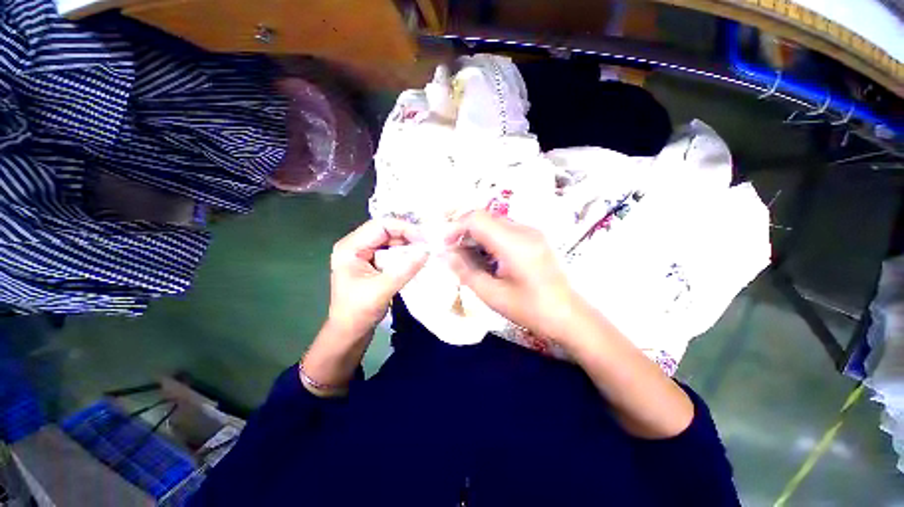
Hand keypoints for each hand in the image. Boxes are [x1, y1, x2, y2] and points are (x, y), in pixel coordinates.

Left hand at [327, 219, 428, 338]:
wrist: (349, 333)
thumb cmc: (358, 312)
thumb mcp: (382, 290)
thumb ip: (405, 269)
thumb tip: (427, 251)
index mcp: (350, 248)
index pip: (380, 226)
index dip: (404, 229)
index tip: (424, 239)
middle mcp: (355, 246)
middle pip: (386, 231)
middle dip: (408, 237)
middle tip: (428, 245)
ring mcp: (363, 254)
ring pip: (390, 241)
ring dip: (408, 246)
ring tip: (425, 251)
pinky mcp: (371, 263)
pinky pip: (391, 252)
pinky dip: (404, 254)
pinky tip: (416, 259)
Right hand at [444, 211, 587, 342]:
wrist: (570, 316)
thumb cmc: (531, 310)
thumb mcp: (492, 295)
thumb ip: (465, 271)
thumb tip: (445, 255)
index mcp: (514, 243)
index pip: (477, 219)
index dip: (455, 227)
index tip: (444, 245)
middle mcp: (524, 230)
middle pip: (485, 216)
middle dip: (463, 230)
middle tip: (453, 251)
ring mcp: (532, 232)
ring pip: (494, 221)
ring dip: (476, 234)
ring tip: (467, 255)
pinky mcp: (535, 237)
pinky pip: (505, 229)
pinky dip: (489, 237)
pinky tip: (486, 256)